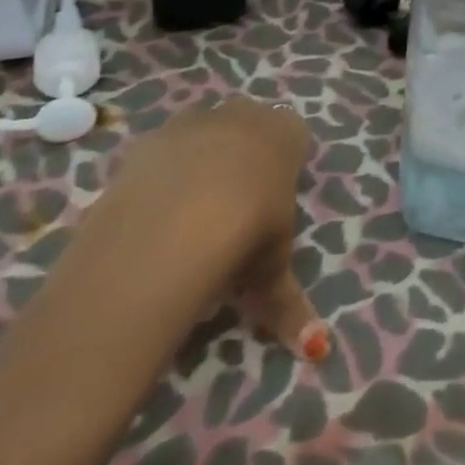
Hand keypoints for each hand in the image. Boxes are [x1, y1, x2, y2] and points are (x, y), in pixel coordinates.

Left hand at [52, 97, 328, 361]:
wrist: (174, 221)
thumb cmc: (247, 232)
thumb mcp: (273, 272)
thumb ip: (289, 303)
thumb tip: (316, 349)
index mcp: (284, 133)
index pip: (294, 137)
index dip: (285, 168)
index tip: (274, 205)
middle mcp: (242, 115)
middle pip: (247, 127)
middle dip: (243, 157)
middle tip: (235, 209)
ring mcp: (192, 122)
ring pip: (203, 133)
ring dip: (201, 160)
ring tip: (192, 213)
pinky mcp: (148, 140)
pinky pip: (162, 153)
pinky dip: (161, 176)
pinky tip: (156, 214)